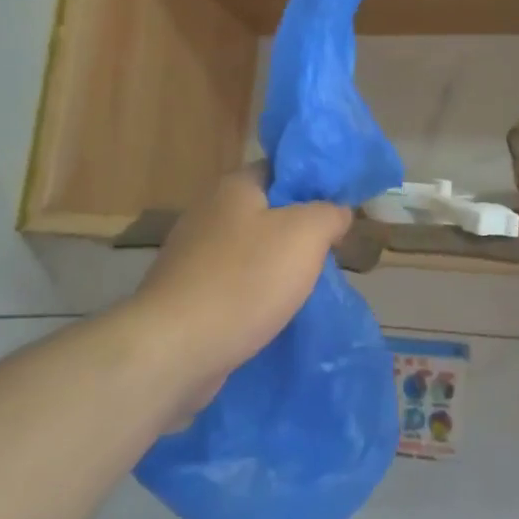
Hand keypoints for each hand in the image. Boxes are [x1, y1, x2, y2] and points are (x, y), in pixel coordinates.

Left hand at [130, 166, 351, 397]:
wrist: (175, 349)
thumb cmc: (245, 281)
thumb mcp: (306, 234)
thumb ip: (330, 213)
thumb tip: (337, 211)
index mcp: (235, 187)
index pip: (283, 169)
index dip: (316, 184)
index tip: (343, 209)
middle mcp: (209, 212)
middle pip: (269, 211)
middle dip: (302, 231)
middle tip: (333, 251)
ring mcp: (194, 254)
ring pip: (254, 250)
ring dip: (281, 266)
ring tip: (312, 285)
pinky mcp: (189, 293)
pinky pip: (236, 283)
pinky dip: (258, 294)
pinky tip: (277, 312)